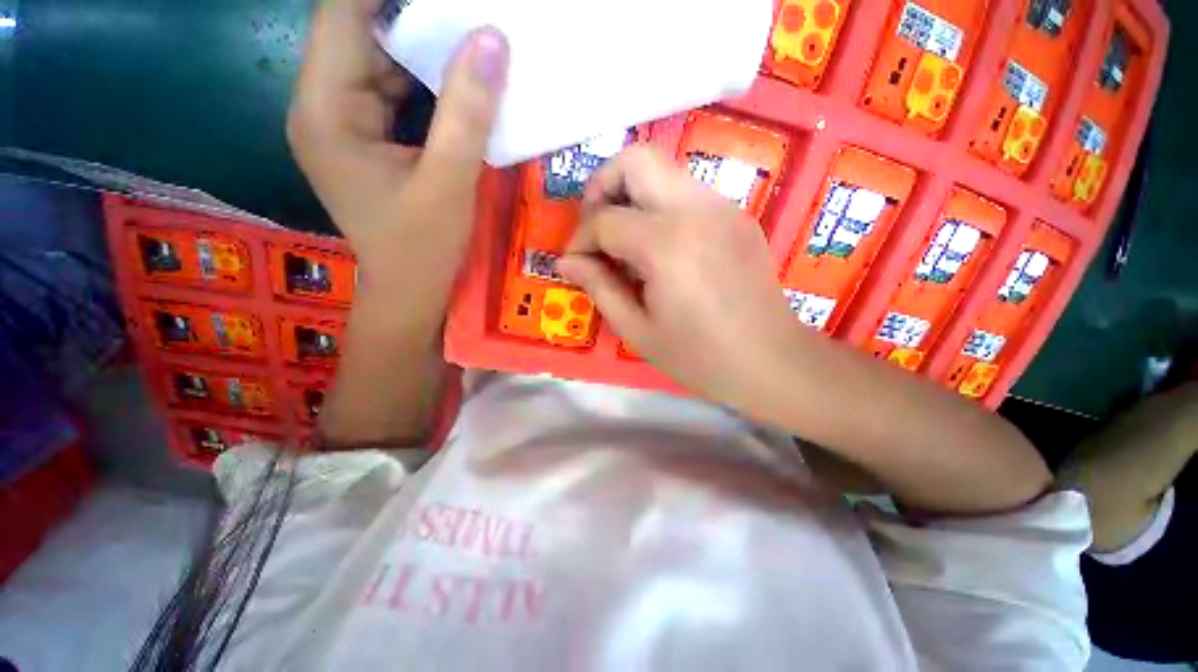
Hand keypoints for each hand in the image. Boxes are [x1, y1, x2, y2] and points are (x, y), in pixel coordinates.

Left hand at [287, 0, 508, 272]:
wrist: (410, 291)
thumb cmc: (423, 247)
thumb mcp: (449, 182)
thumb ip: (466, 113)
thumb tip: (491, 40)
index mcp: (326, 110)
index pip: (344, 15)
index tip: (445, 0)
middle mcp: (324, 106)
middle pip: (361, 33)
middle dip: (416, 20)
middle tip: (467, 18)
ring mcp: (344, 122)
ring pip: (381, 61)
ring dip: (425, 51)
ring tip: (471, 42)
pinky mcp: (366, 138)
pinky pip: (394, 92)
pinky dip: (426, 83)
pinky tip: (460, 83)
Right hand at [557, 146, 799, 404]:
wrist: (771, 360)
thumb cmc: (700, 356)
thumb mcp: (638, 329)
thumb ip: (599, 287)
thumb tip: (567, 262)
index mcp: (667, 244)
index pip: (605, 219)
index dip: (580, 240)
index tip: (576, 263)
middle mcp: (696, 209)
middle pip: (636, 159)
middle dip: (602, 186)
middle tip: (596, 229)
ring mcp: (722, 206)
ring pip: (663, 170)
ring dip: (632, 195)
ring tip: (625, 241)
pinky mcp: (737, 214)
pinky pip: (686, 192)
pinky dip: (659, 207)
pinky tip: (660, 248)